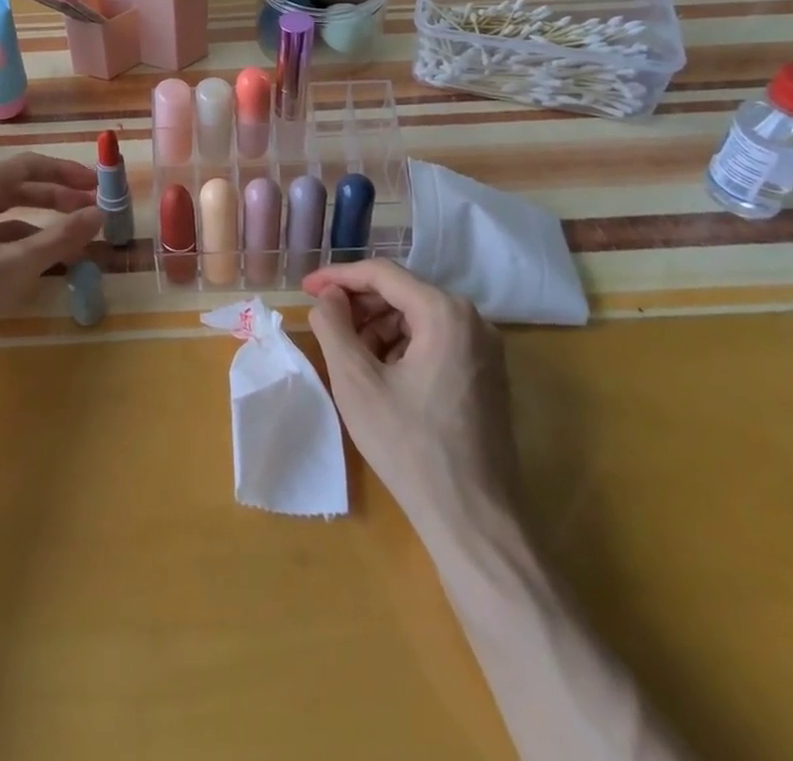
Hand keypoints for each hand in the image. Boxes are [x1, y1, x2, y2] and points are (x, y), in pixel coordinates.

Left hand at [0, 153, 102, 356]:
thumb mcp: (15, 264)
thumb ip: (60, 238)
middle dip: (58, 197)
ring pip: (9, 214)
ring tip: (74, 237)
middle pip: (20, 187)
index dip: (66, 172)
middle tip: (91, 211)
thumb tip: (100, 214)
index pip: (30, 164)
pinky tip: (41, 261)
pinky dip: (23, 243)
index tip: (97, 185)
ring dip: (43, 222)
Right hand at [303, 259, 517, 533]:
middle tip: (325, 323)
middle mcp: (473, 319)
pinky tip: (381, 374)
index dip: (338, 276)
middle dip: (359, 304)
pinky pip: (436, 340)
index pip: (382, 273)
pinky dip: (403, 346)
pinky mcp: (487, 373)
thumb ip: (334, 325)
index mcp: (444, 312)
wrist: (474, 520)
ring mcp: (485, 348)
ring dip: (379, 326)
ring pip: (418, 316)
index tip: (305, 289)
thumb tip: (327, 297)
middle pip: (403, 292)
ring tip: (350, 355)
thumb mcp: (356, 382)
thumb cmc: (409, 446)